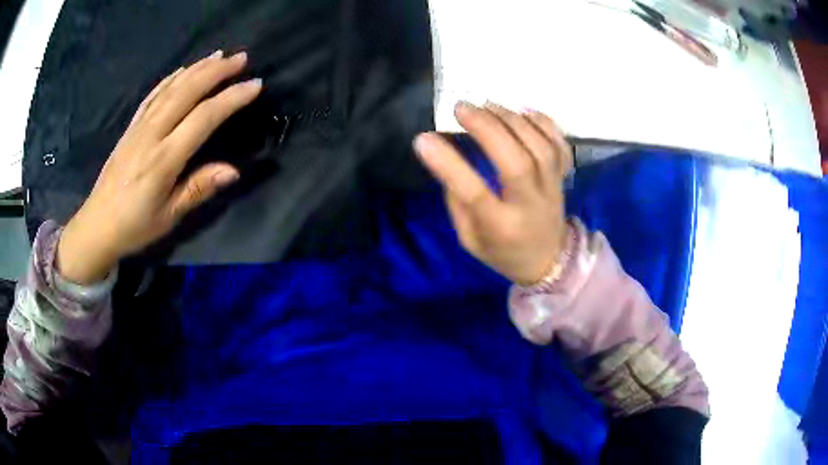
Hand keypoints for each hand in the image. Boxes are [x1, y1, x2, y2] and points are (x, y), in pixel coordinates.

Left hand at [57, 50, 262, 284]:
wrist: (98, 224)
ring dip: (197, 68)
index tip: (255, 85)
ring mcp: (139, 128)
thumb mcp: (168, 216)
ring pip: (171, 88)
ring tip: (219, 56)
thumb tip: (233, 171)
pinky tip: (182, 70)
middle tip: (241, 58)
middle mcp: (152, 135)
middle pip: (187, 92)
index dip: (231, 98)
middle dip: (216, 72)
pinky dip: (169, 79)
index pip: (203, 118)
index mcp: (164, 159)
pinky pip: (152, 96)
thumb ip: (198, 189)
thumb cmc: (135, 226)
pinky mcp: (130, 128)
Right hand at [414, 102, 571, 284]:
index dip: (448, 165)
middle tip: (461, 107)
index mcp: (501, 227)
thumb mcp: (469, 239)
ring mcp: (552, 189)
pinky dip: (544, 123)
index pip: (474, 194)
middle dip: (488, 129)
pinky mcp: (563, 177)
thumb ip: (458, 203)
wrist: (549, 261)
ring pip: (540, 149)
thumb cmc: (503, 251)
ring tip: (487, 105)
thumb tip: (447, 160)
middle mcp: (530, 206)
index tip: (423, 139)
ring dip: (512, 121)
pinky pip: (560, 146)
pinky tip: (523, 110)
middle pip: (516, 163)